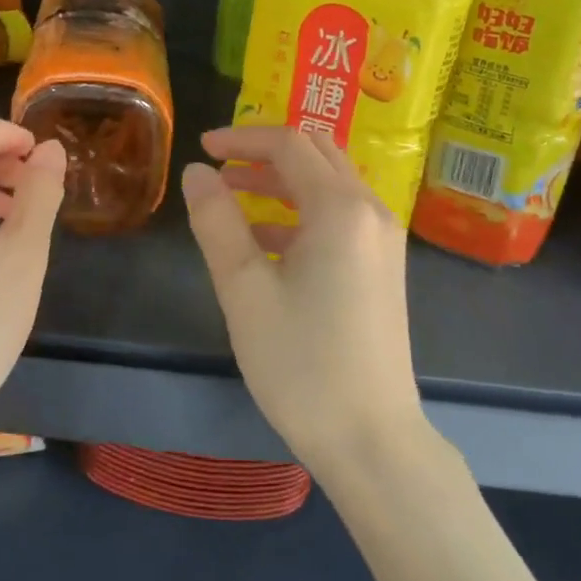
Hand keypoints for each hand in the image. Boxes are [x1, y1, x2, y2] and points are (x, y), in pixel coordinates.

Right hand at [180, 127, 426, 478]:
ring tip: (233, 198)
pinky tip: (266, 242)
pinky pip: (340, 216)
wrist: (373, 442)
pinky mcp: (383, 268)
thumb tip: (197, 171)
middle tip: (221, 167)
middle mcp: (370, 212)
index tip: (202, 149)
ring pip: (330, 184)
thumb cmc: (301, 364)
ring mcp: (383, 241)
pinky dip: (302, 211)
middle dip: (265, 152)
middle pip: (317, 153)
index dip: (242, 139)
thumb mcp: (244, 289)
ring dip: (282, 181)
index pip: (289, 144)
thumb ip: (217, 221)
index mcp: (340, 208)